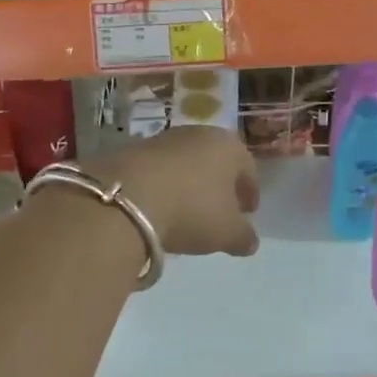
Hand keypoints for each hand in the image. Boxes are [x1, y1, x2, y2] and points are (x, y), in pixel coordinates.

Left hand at [88, 126, 260, 256]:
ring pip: (187, 163)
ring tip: (187, 211)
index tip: (247, 213)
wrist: (126, 197)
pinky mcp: (133, 150)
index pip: (248, 168)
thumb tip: (250, 241)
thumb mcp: (227, 232)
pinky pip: (159, 170)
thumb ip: (244, 237)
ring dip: (190, 184)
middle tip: (220, 210)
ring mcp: (164, 139)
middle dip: (220, 186)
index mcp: (230, 147)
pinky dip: (165, 186)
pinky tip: (160, 207)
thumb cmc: (192, 210)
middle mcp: (200, 134)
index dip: (250, 192)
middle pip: (217, 161)